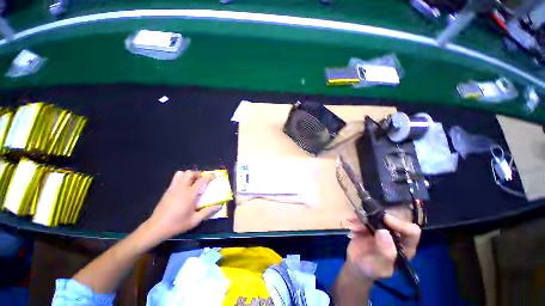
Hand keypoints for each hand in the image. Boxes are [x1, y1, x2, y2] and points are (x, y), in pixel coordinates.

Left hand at [143, 171, 219, 241]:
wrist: (156, 227)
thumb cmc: (177, 224)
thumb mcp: (195, 220)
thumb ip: (208, 211)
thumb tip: (219, 206)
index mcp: (190, 194)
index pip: (201, 180)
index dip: (209, 176)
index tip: (214, 175)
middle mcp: (181, 188)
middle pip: (189, 173)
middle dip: (198, 174)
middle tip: (202, 180)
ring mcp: (172, 189)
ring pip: (180, 174)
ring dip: (188, 175)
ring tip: (192, 182)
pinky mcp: (167, 191)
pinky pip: (175, 180)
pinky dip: (182, 179)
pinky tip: (183, 189)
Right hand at [345, 214, 420, 280]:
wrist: (356, 265)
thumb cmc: (371, 269)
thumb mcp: (379, 266)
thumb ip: (385, 253)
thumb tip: (384, 232)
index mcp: (404, 247)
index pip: (411, 232)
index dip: (401, 224)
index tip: (385, 219)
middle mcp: (394, 236)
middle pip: (392, 220)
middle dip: (377, 218)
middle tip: (364, 220)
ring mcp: (380, 229)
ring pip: (375, 216)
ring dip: (363, 219)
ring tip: (354, 227)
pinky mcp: (368, 225)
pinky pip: (363, 217)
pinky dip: (356, 220)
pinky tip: (352, 227)